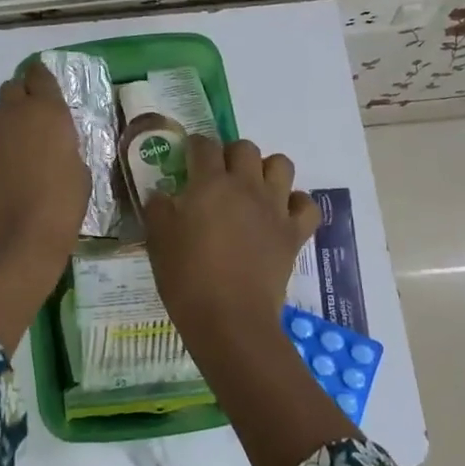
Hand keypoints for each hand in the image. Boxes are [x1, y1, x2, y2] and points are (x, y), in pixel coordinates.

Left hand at [0, 61, 89, 349]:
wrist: (14, 242)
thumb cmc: (60, 206)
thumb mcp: (79, 170)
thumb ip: (64, 145)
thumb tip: (53, 145)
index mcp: (46, 111)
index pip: (39, 75)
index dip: (42, 80)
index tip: (48, 92)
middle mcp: (12, 114)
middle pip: (12, 88)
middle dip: (22, 98)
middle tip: (36, 122)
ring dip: (8, 128)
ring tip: (20, 156)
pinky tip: (4, 179)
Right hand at [143, 137, 354, 465]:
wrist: (230, 319)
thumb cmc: (187, 278)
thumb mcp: (158, 240)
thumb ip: (158, 210)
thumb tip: (161, 195)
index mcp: (210, 183)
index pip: (204, 145)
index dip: (195, 146)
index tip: (188, 157)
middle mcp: (246, 186)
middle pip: (245, 148)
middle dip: (231, 154)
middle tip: (219, 176)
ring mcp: (275, 208)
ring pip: (281, 165)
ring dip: (266, 170)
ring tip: (253, 189)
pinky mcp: (294, 233)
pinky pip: (306, 204)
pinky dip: (296, 204)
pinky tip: (281, 214)